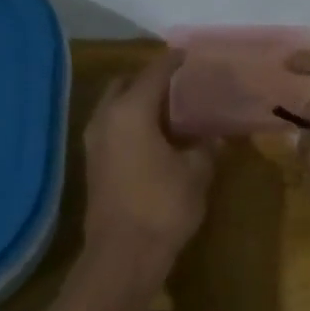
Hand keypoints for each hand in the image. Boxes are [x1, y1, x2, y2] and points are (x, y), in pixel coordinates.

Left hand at [82, 50, 215, 260]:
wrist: (122, 255)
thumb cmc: (162, 207)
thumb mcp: (196, 173)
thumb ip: (207, 147)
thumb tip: (216, 136)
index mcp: (131, 111)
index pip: (155, 73)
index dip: (175, 61)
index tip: (191, 55)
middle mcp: (106, 118)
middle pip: (126, 84)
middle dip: (151, 80)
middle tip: (181, 86)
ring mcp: (94, 141)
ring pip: (116, 107)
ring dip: (139, 103)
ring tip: (172, 112)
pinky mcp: (93, 163)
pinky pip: (113, 128)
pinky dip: (131, 123)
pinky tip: (156, 137)